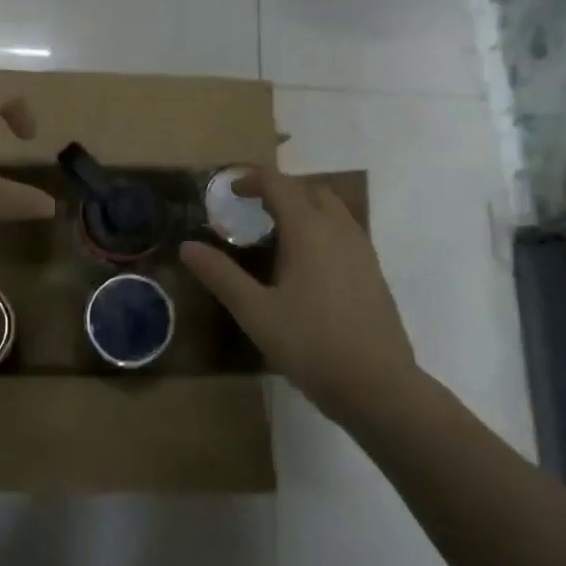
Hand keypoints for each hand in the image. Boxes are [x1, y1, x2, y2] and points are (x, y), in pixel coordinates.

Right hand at [180, 168, 419, 421]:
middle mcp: (338, 229)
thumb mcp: (255, 312)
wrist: (378, 386)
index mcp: (308, 230)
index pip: (278, 184)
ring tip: (278, 234)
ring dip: (304, 207)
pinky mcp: (374, 271)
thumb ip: (220, 275)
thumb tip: (187, 247)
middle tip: (253, 210)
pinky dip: (321, 228)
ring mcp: (362, 249)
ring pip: (332, 208)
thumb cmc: (311, 344)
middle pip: (309, 189)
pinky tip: (307, 263)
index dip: (251, 179)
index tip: (229, 190)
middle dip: (280, 190)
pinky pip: (345, 230)